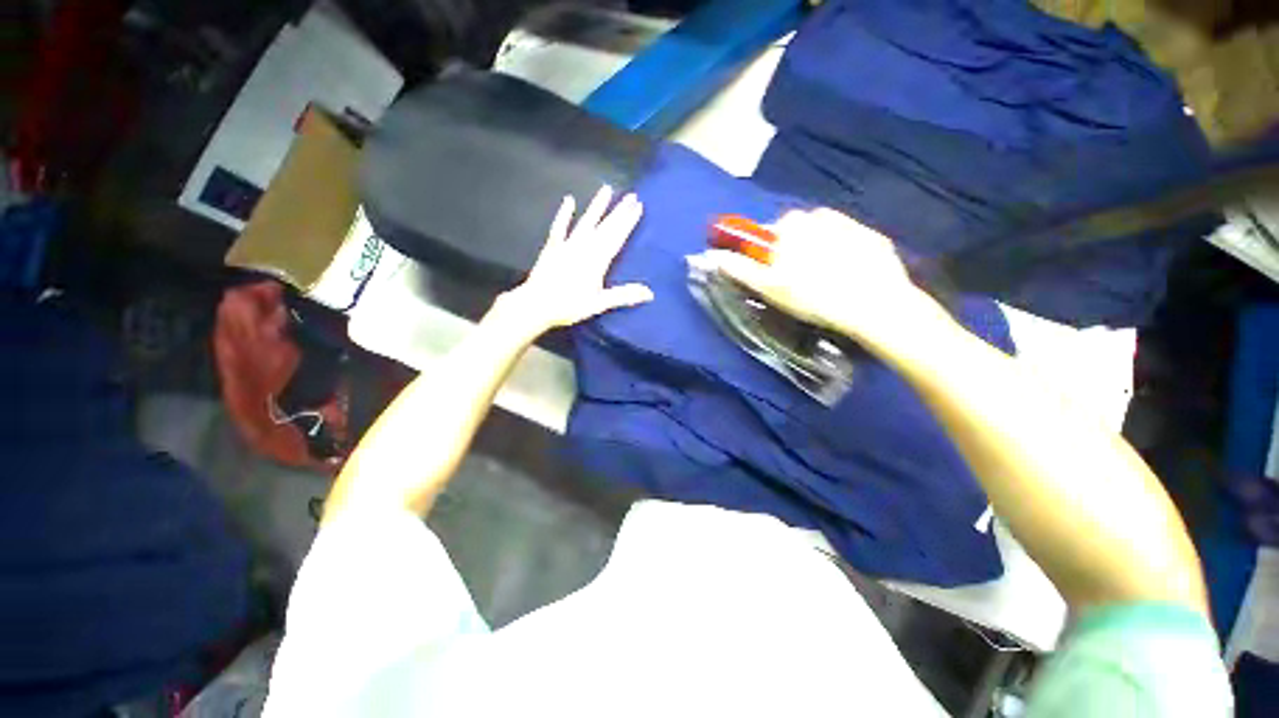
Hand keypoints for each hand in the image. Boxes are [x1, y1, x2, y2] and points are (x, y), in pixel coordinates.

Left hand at [496, 186, 653, 334]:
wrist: (536, 304)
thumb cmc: (569, 306)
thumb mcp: (599, 303)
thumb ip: (624, 295)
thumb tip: (650, 293)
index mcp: (597, 260)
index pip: (617, 237)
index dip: (628, 222)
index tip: (638, 207)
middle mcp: (584, 247)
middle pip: (605, 226)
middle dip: (619, 211)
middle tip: (631, 195)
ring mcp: (567, 245)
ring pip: (586, 222)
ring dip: (597, 206)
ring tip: (606, 189)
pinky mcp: (552, 247)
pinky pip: (559, 227)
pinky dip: (564, 214)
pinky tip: (569, 201)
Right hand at [711, 208, 944, 348]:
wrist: (873, 304)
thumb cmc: (813, 296)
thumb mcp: (769, 286)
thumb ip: (740, 268)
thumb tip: (714, 257)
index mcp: (792, 224)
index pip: (771, 232)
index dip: (770, 253)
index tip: (776, 274)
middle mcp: (820, 215)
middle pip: (798, 232)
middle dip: (795, 251)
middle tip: (799, 281)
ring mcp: (851, 224)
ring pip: (824, 236)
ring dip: (819, 252)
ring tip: (824, 282)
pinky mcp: (874, 238)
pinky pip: (850, 242)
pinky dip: (845, 256)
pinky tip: (847, 278)